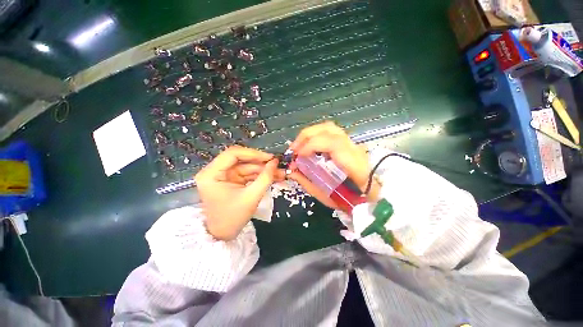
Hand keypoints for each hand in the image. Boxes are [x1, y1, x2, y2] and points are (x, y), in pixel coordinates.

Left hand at [195, 146, 282, 239]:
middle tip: (277, 165)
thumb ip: (265, 178)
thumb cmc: (233, 218)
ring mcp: (224, 175)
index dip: (253, 153)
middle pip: (241, 159)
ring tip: (280, 173)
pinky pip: (247, 173)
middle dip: (261, 163)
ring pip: (247, 166)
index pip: (233, 154)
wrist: (224, 235)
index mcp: (211, 174)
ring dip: (263, 170)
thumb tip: (275, 162)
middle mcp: (215, 171)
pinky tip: (273, 176)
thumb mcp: (251, 197)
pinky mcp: (231, 180)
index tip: (270, 158)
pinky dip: (260, 175)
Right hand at [287, 122, 379, 207]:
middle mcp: (353, 148)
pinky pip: (329, 133)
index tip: (297, 156)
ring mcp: (351, 143)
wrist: (371, 194)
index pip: (333, 144)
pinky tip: (309, 146)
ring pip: (329, 128)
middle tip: (293, 149)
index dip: (312, 145)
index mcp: (352, 164)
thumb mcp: (327, 196)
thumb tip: (291, 171)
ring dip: (310, 134)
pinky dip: (315, 136)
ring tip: (299, 146)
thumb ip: (308, 182)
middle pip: (329, 129)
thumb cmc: (351, 199)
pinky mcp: (347, 143)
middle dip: (306, 136)